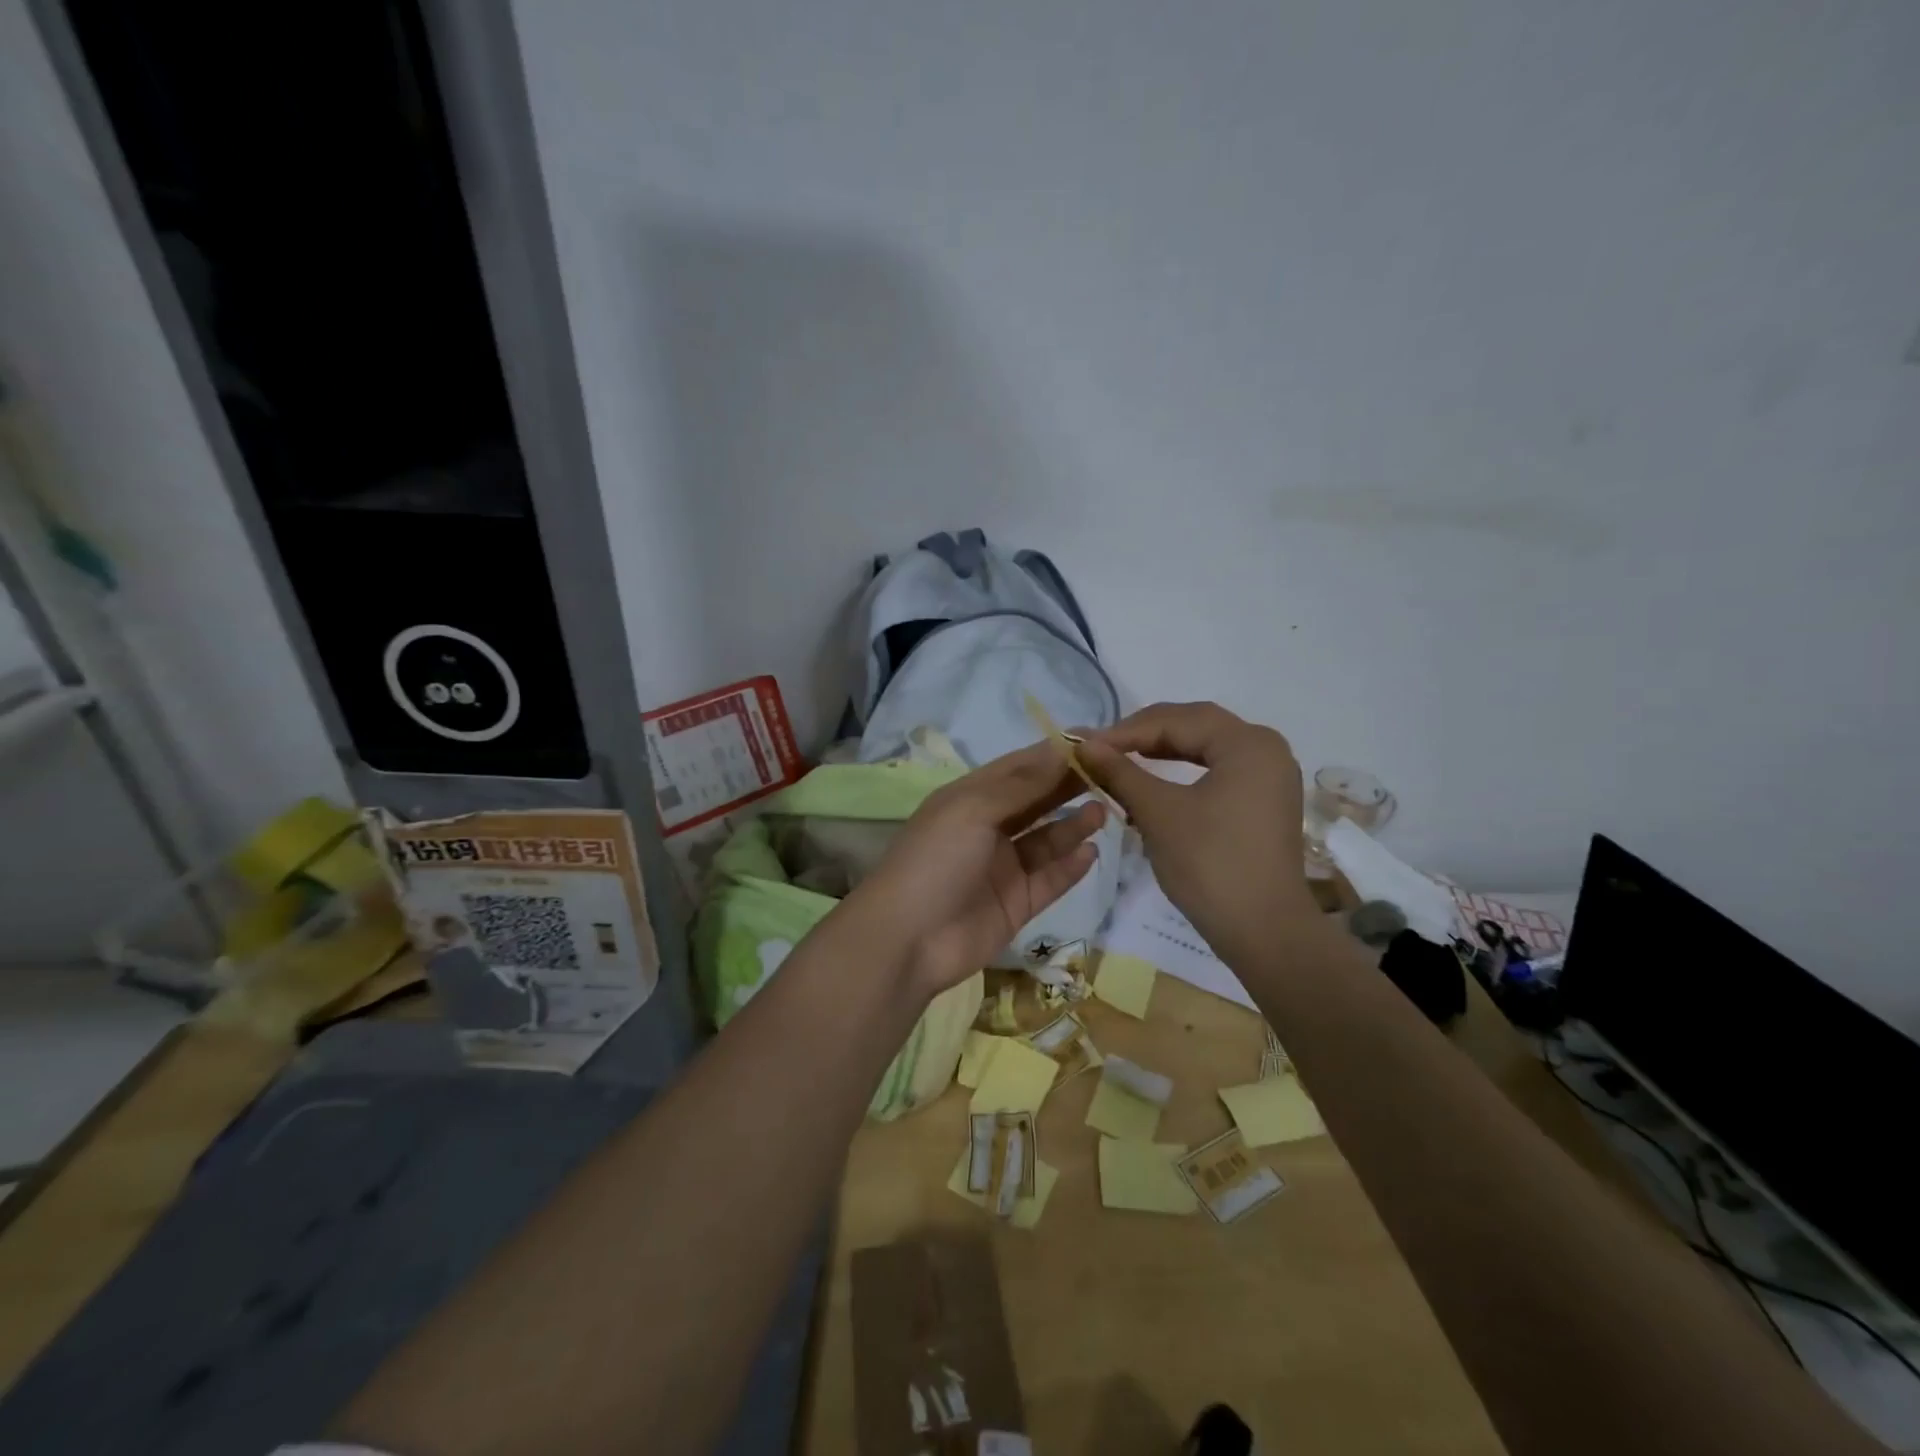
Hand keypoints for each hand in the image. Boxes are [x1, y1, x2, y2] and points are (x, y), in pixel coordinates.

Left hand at [842, 742, 1107, 1000]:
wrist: (907, 940)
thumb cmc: (935, 860)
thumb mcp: (973, 809)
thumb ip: (1022, 784)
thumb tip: (1063, 749)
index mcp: (970, 798)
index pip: (1019, 767)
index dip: (1055, 754)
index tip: (1096, 739)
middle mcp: (988, 828)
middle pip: (1036, 801)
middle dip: (1070, 786)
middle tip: (1111, 772)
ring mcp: (1003, 867)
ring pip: (1047, 840)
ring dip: (1073, 825)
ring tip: (1103, 813)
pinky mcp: (1016, 903)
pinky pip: (1050, 879)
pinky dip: (1070, 866)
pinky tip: (1091, 852)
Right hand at [1080, 702, 1315, 958]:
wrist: (1264, 931)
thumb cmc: (1210, 864)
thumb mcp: (1158, 812)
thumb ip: (1120, 771)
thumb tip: (1082, 744)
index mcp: (1248, 743)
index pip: (1177, 720)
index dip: (1126, 730)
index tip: (1086, 745)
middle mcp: (1266, 749)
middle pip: (1196, 726)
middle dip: (1145, 734)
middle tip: (1102, 748)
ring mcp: (1270, 777)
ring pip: (1207, 748)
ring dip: (1163, 751)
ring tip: (1122, 760)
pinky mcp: (1264, 802)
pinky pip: (1218, 770)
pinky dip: (1184, 771)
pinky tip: (1154, 782)